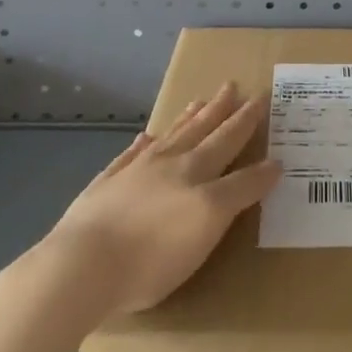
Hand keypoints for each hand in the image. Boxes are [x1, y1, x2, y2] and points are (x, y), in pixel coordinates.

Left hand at [33, 82, 280, 314]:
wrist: (82, 265)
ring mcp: (135, 172)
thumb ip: (239, 192)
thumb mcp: (208, 227)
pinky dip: (142, 145)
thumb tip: (269, 165)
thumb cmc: (152, 257)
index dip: (251, 127)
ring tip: (202, 100)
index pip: (233, 146)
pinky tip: (146, 137)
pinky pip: (130, 155)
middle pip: (204, 131)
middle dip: (224, 110)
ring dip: (189, 118)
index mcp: (198, 176)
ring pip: (170, 136)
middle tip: (237, 86)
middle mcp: (170, 165)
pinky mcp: (106, 185)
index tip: (264, 102)